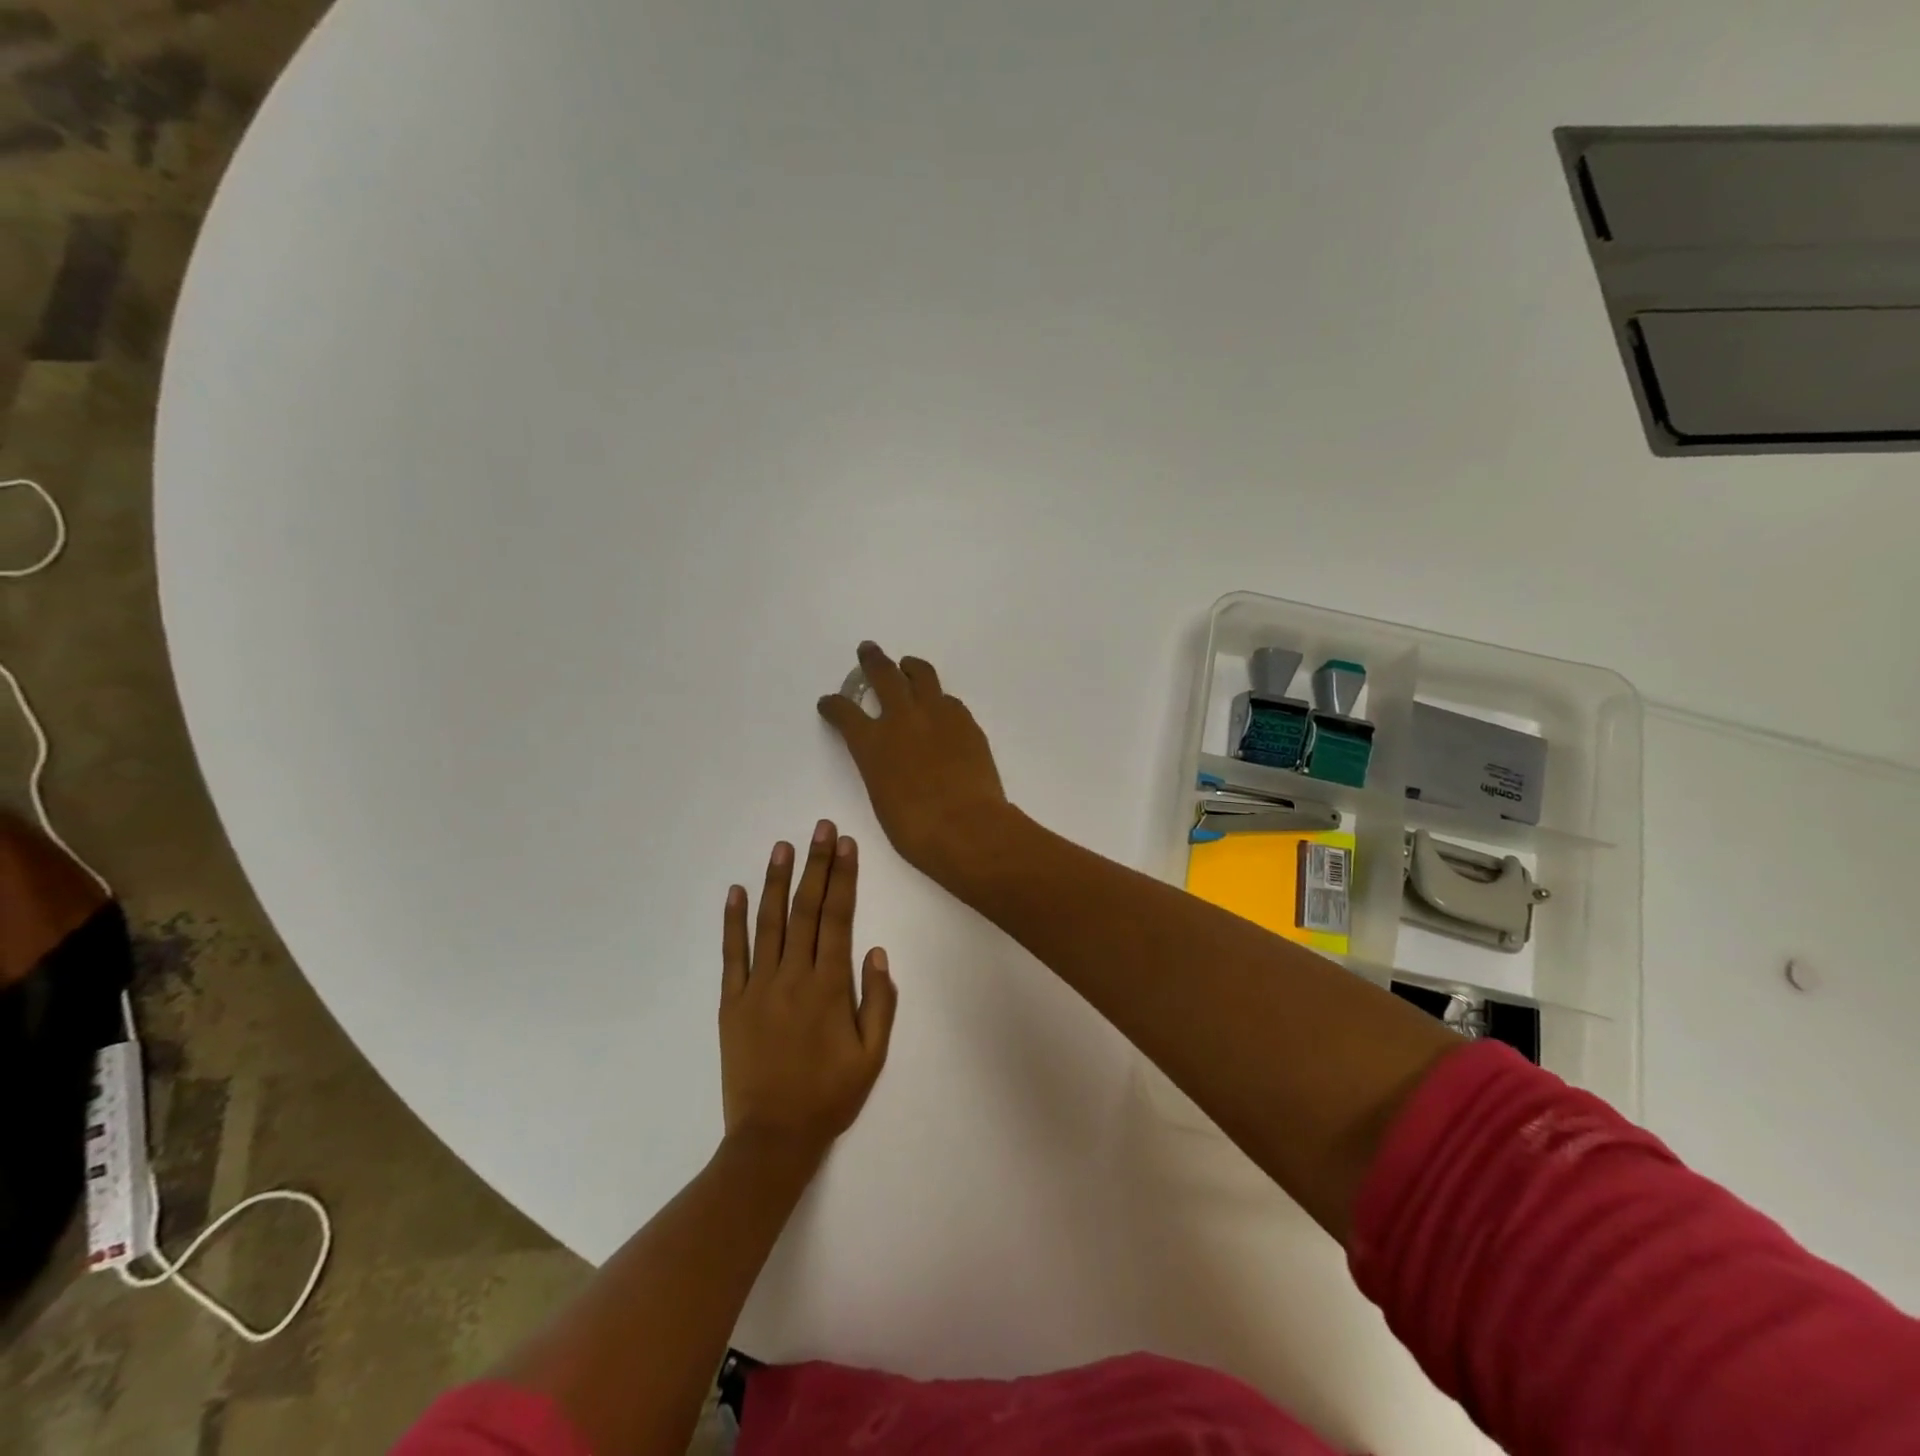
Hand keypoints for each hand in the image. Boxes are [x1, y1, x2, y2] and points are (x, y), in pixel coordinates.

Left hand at [719, 820, 897, 1160]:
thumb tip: (877, 952)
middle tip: (820, 828)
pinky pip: (731, 955)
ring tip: (782, 846)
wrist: (772, 1138)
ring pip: (768, 923)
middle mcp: (793, 976)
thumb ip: (879, 1001)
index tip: (845, 845)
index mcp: (829, 986)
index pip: (839, 918)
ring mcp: (757, 987)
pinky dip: (733, 921)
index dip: (843, 878)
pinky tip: (735, 891)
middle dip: (815, 865)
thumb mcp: (872, 1055)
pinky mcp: (731, 1003)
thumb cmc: (829, 1096)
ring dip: (776, 881)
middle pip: (806, 909)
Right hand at [817, 643, 1012, 881]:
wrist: (967, 827)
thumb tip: (891, 758)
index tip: (829, 702)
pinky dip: (938, 699)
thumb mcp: (882, 798)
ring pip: (921, 675)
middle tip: (868, 650)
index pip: (844, 711)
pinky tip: (940, 707)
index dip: (833, 704)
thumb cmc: (916, 829)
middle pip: (883, 674)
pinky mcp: (966, 721)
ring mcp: (937, 714)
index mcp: (872, 743)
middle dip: (872, 660)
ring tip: (907, 667)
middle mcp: (902, 718)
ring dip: (910, 668)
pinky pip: (948, 700)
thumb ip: (880, 768)